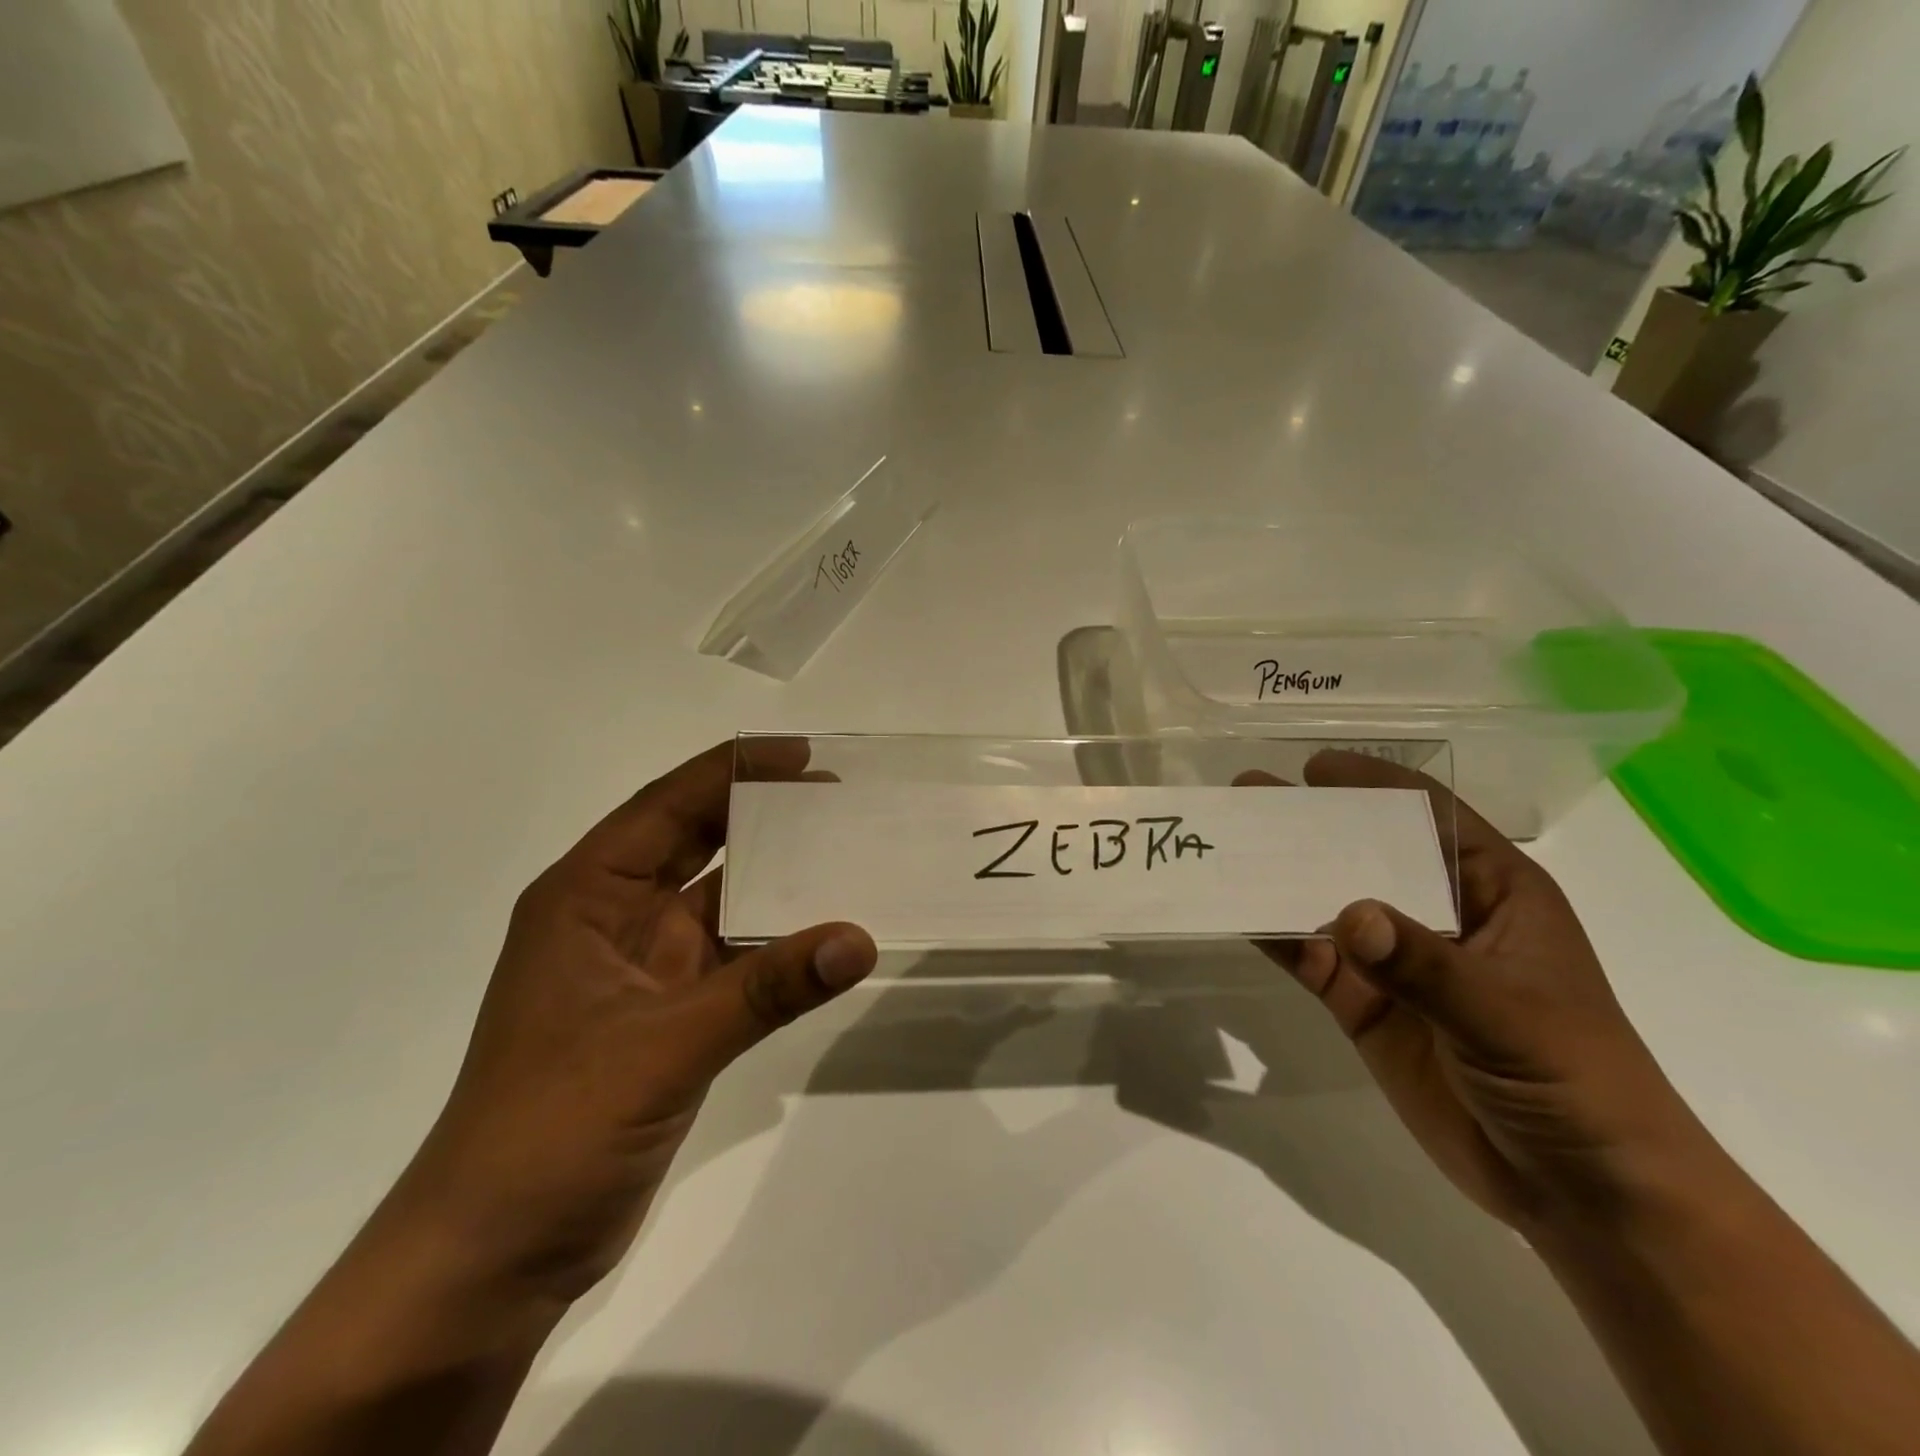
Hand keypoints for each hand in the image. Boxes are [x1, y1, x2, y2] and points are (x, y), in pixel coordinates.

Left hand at [391, 739, 876, 1319]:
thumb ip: (766, 988)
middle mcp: (614, 919)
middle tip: (838, 795)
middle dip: (762, 815)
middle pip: (696, 843)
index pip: (667, 808)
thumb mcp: (663, 1046)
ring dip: (776, 880)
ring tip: (846, 852)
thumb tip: (859, 939)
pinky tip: (826, 935)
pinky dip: (778, 943)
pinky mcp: (669, 1015)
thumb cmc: (552, 1129)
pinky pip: (735, 957)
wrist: (493, 1257)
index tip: (803, 754)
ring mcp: (643, 969)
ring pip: (721, 901)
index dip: (732, 771)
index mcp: (586, 897)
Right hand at [1253, 753, 1704, 1236]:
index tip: (1314, 768)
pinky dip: (1278, 939)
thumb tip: (1348, 914)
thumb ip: (1426, 965)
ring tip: (1228, 847)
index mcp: (1493, 893)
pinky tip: (1241, 918)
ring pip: (1329, 905)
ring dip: (1281, 878)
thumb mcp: (1508, 1016)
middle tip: (1248, 795)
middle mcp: (1439, 915)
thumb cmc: (1575, 1080)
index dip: (1374, 785)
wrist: (1582, 1193)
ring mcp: (1397, 963)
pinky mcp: (1366, 1005)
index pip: (1430, 818)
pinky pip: (1313, 960)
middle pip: (1365, 855)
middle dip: (1309, 826)